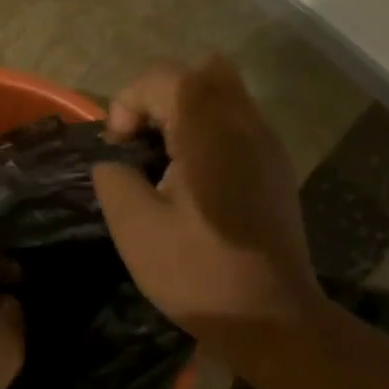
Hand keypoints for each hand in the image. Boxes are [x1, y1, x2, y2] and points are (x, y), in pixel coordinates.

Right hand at [92, 55, 323, 346]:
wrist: (269, 318)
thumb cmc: (196, 272)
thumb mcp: (134, 226)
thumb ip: (113, 177)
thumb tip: (114, 162)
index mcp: (209, 132)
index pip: (162, 76)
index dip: (127, 103)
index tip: (119, 151)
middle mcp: (245, 124)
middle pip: (202, 70)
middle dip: (160, 96)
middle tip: (144, 143)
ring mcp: (268, 144)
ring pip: (223, 94)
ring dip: (184, 113)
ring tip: (164, 163)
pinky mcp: (275, 167)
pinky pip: (237, 123)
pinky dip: (207, 133)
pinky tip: (192, 182)